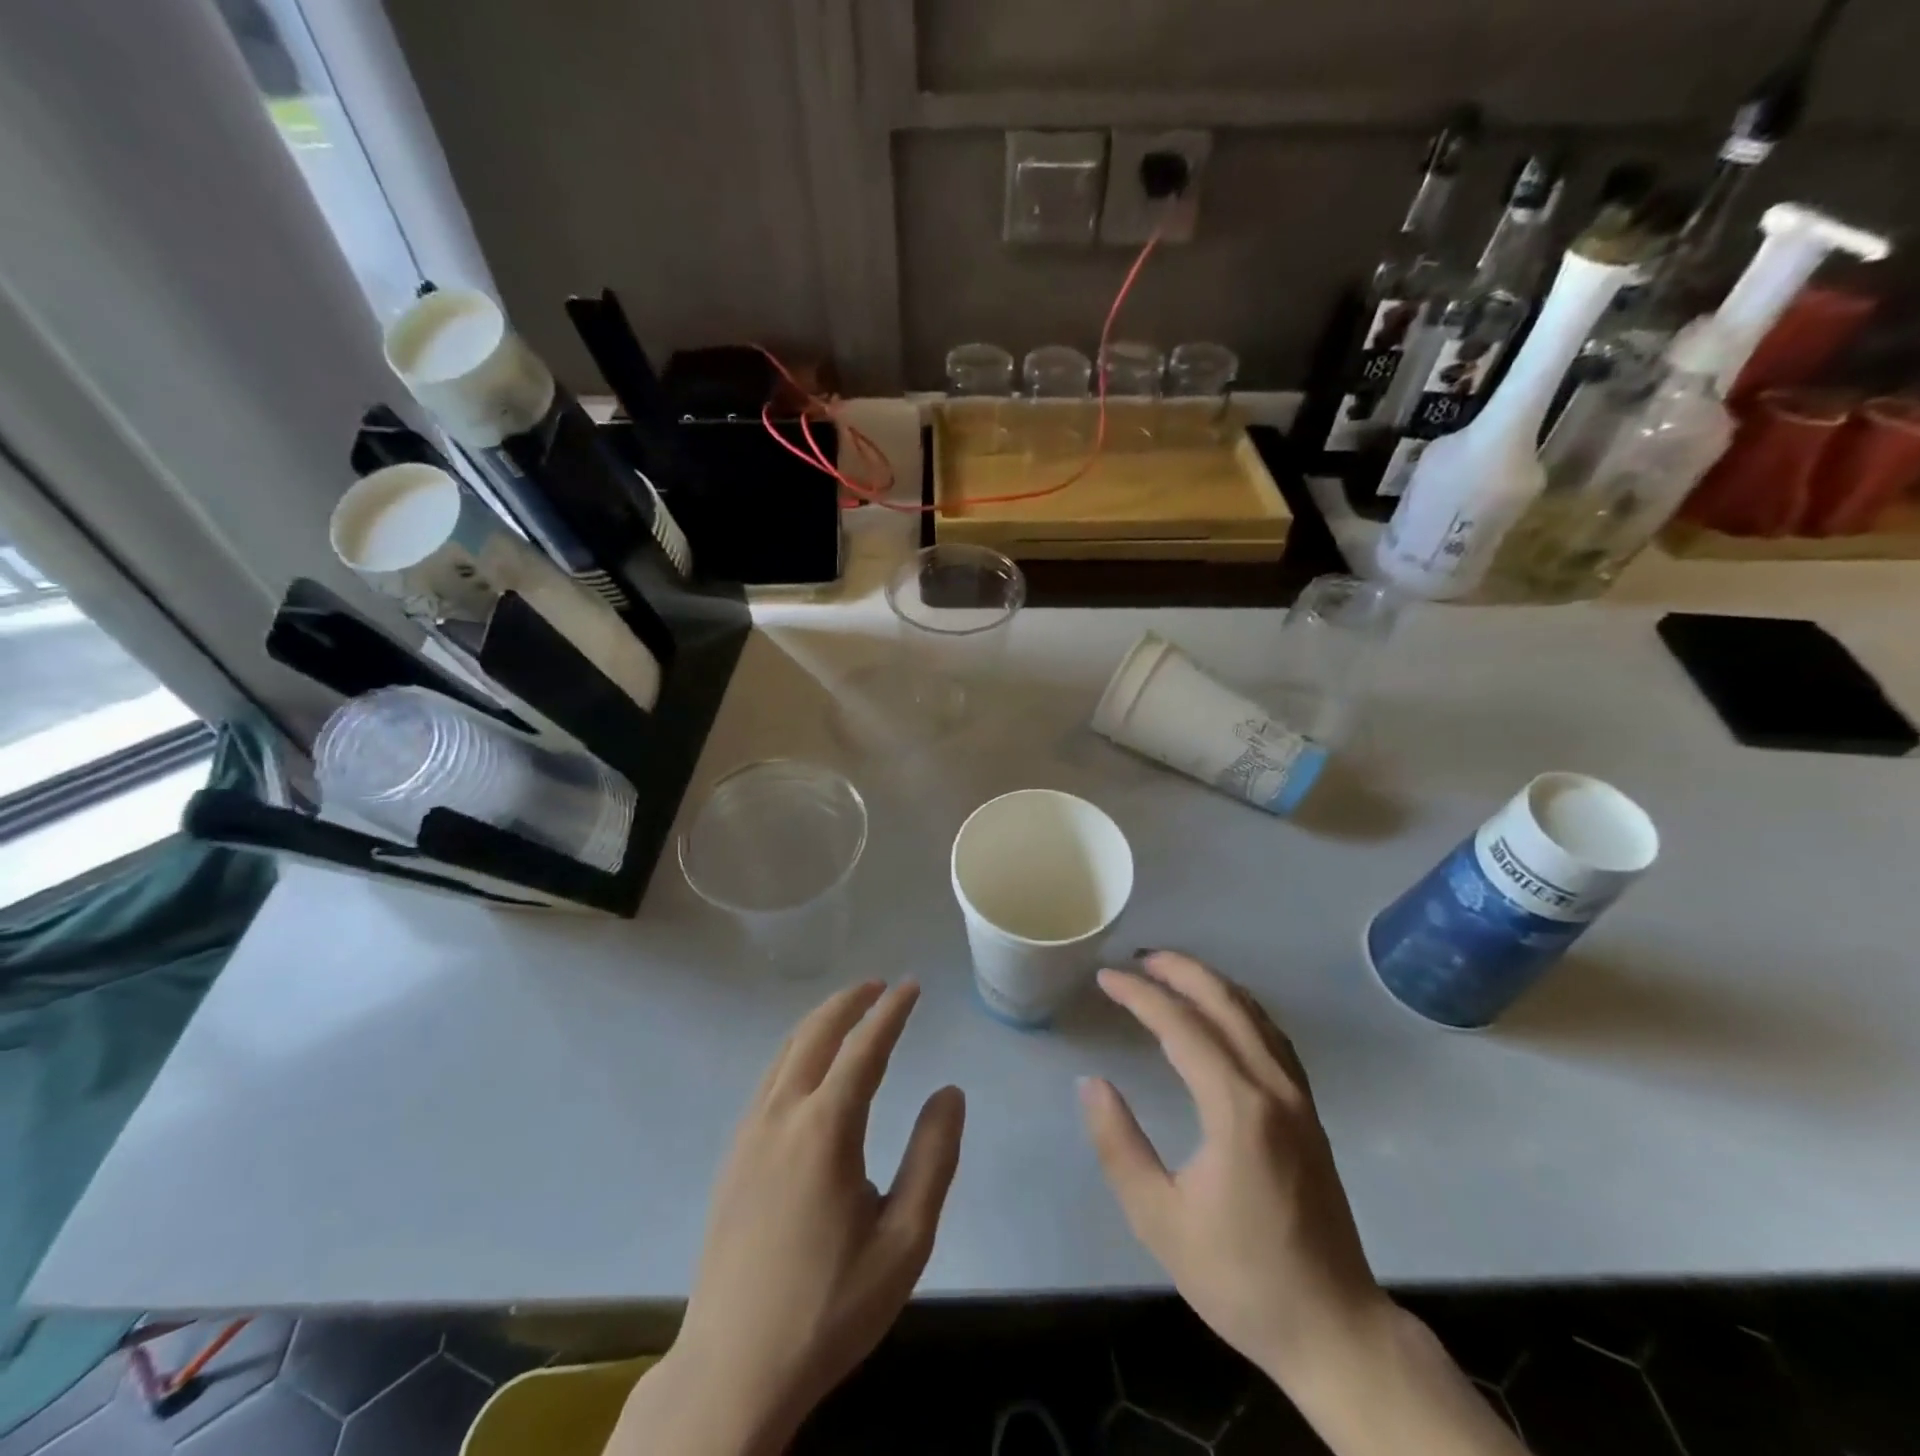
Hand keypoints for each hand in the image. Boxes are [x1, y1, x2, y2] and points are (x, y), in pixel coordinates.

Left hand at [621, 980, 963, 1455]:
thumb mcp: (904, 1241)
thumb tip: (949, 1092)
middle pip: (815, 1034)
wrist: (733, 1370)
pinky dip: (795, 1051)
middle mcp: (781, 1115)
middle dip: (849, 1001)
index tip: (911, 986)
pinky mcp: (732, 1157)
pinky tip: (808, 1068)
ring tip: (848, 1011)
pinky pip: (768, 1080)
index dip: (890, 1011)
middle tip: (879, 985)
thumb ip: (932, 1158)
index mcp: (825, 1129)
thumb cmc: (829, 1306)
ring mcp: (749, 1134)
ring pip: (785, 1053)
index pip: (864, 1047)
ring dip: (819, 1022)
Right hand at [1078, 952, 1386, 1383]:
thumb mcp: (1160, 1221)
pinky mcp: (1309, 1112)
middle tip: (1136, 959)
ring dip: (1210, 983)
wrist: (1335, 1329)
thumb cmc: (1241, 1278)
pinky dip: (1239, 1008)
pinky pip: (1271, 1036)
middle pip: (1225, 1002)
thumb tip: (1092, 1084)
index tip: (1105, 978)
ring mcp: (1298, 1097)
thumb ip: (1119, 1146)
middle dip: (1179, 970)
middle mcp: (1273, 1088)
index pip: (1182, 1026)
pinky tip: (1221, 1013)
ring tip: (1169, 973)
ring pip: (1254, 1013)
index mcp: (1237, 1109)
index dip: (1140, 995)